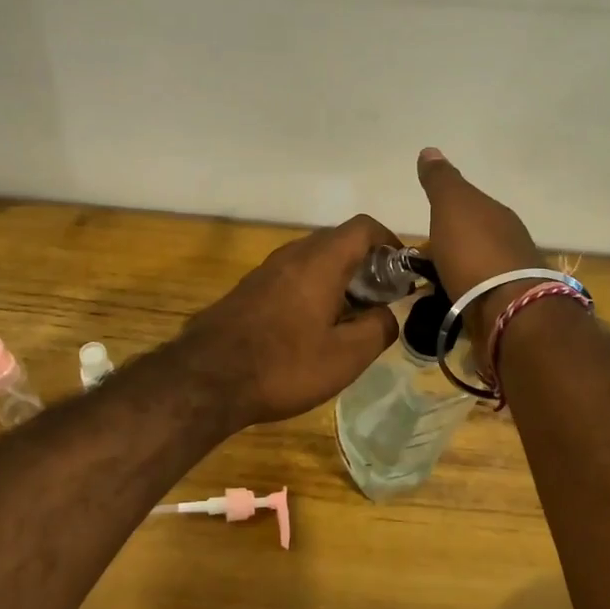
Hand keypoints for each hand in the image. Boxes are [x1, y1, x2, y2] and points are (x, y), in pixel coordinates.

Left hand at [178, 215, 402, 429]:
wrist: (206, 380)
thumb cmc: (283, 365)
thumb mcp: (346, 356)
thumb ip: (379, 328)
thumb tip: (390, 314)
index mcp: (320, 262)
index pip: (363, 228)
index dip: (390, 242)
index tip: (404, 271)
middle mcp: (291, 256)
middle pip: (337, 242)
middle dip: (366, 264)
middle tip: (382, 299)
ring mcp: (264, 272)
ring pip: (312, 261)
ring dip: (337, 279)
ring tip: (350, 317)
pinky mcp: (247, 291)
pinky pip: (290, 278)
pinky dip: (311, 290)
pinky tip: (312, 328)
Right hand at [416, 147, 544, 332]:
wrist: (508, 311)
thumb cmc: (475, 252)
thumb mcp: (452, 206)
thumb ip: (441, 181)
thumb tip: (430, 150)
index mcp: (497, 215)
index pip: (471, 206)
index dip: (448, 212)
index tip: (426, 224)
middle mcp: (509, 242)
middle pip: (474, 237)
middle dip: (452, 244)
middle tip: (423, 257)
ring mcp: (510, 277)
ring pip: (476, 267)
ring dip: (457, 271)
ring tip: (430, 283)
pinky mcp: (507, 308)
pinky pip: (477, 294)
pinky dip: (463, 294)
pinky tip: (449, 302)